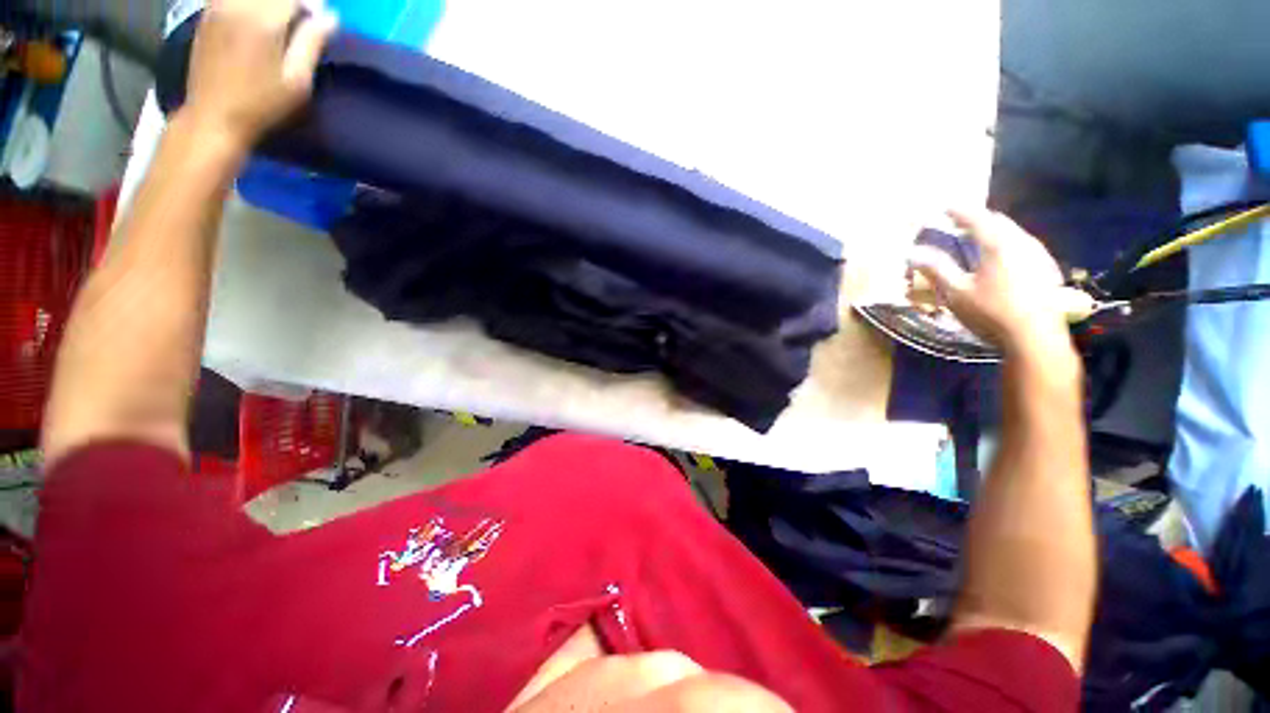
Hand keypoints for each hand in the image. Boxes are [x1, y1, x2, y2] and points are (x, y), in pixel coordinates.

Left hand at [183, 0, 337, 151]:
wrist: (212, 116)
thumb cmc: (261, 105)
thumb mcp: (297, 82)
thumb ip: (311, 44)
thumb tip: (329, 17)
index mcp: (263, 21)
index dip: (311, 4)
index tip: (320, 18)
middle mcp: (238, 5)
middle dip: (291, 4)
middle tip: (302, 19)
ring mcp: (218, 6)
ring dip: (270, 4)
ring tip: (281, 19)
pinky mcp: (207, 13)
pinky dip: (251, 4)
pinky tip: (257, 17)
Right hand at [908, 209, 1081, 353]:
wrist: (1035, 337)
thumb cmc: (991, 313)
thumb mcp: (956, 293)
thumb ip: (936, 269)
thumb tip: (912, 253)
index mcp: (999, 245)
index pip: (977, 218)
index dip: (959, 211)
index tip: (944, 207)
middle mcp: (1022, 242)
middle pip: (999, 221)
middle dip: (979, 218)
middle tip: (961, 221)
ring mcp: (1038, 255)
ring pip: (1014, 232)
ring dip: (995, 230)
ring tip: (979, 236)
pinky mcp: (1046, 269)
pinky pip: (1023, 245)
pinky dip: (1007, 242)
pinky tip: (1002, 256)